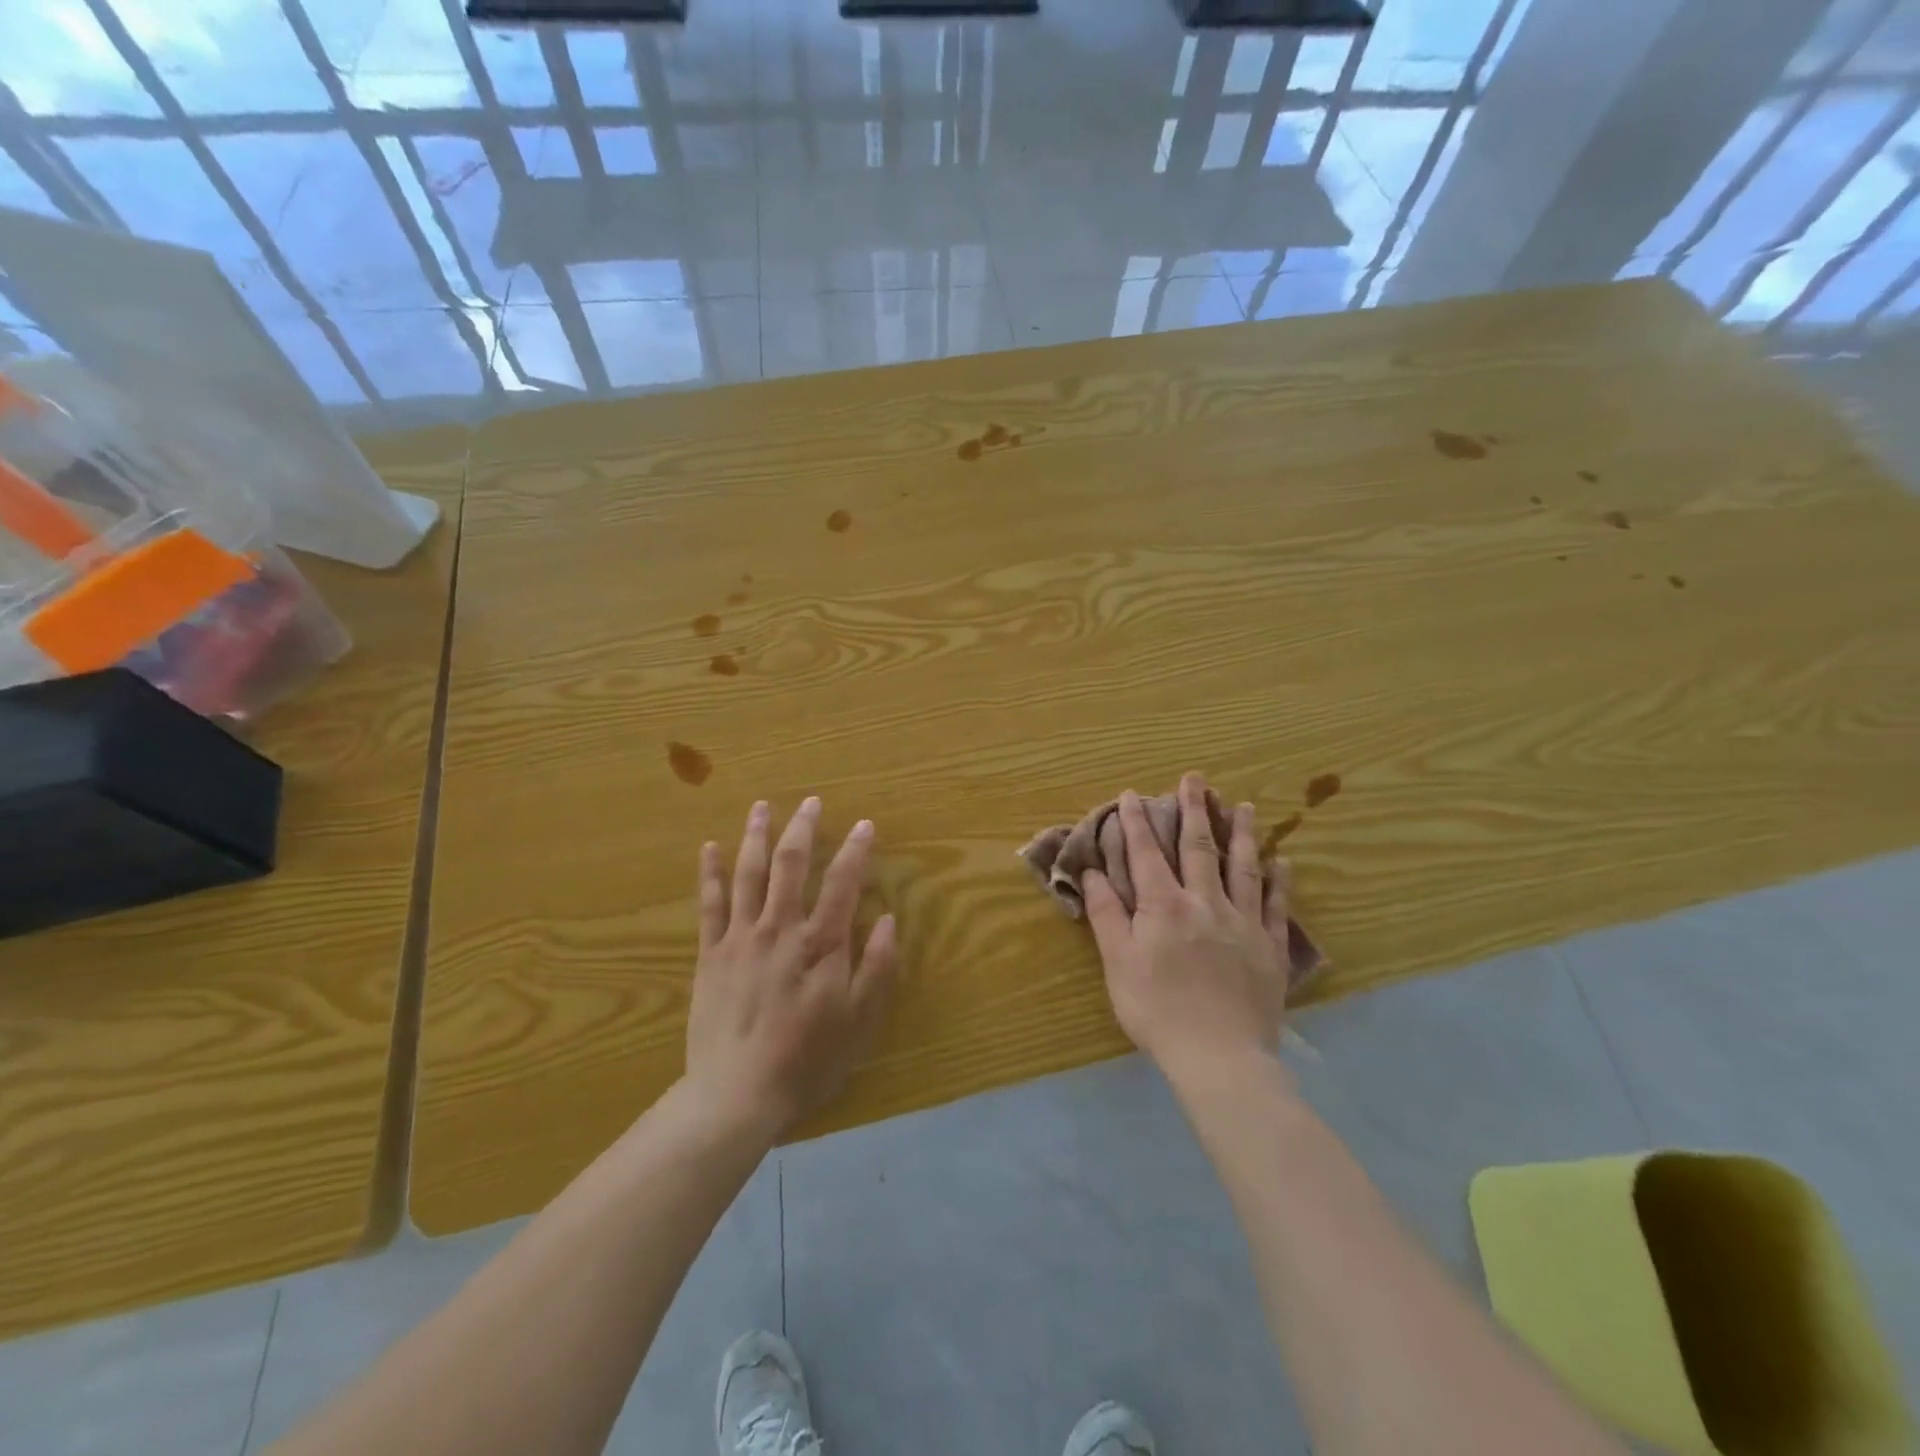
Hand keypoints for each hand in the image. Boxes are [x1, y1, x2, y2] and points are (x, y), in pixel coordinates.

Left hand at [685, 798, 897, 1139]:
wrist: (736, 1095)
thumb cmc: (806, 1060)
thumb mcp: (859, 1021)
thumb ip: (877, 967)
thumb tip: (889, 919)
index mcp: (820, 943)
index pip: (843, 882)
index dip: (856, 850)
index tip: (864, 824)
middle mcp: (780, 928)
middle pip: (791, 865)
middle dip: (803, 828)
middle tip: (810, 801)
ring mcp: (741, 938)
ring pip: (749, 874)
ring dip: (756, 836)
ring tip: (762, 807)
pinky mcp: (711, 954)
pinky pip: (710, 904)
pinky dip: (709, 873)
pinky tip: (708, 848)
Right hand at [1083, 773, 1290, 1078]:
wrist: (1219, 1057)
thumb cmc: (1157, 1010)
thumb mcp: (1118, 963)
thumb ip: (1106, 914)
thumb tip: (1092, 872)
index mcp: (1164, 907)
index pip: (1147, 854)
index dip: (1137, 822)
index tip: (1132, 794)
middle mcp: (1206, 903)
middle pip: (1199, 848)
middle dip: (1194, 810)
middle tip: (1195, 778)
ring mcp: (1244, 923)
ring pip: (1244, 868)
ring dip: (1242, 834)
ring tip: (1242, 805)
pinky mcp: (1271, 948)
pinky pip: (1278, 907)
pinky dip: (1280, 882)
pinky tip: (1283, 862)